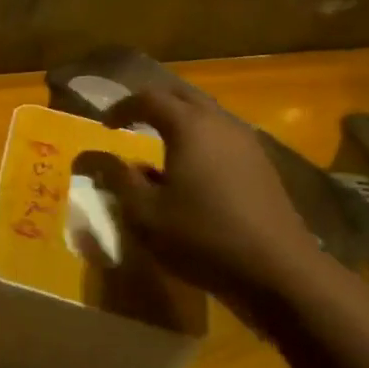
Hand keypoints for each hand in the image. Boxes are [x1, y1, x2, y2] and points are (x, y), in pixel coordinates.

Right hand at [104, 86, 329, 317]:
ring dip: (179, 119)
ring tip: (158, 141)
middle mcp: (220, 122)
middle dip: (153, 103)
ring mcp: (247, 142)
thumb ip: (117, 178)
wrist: (279, 272)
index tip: (104, 125)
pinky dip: (200, 137)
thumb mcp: (146, 213)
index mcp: (189, 126)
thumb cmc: (203, 237)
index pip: (148, 98)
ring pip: (206, 113)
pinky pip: (223, 135)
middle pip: (182, 95)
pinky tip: (191, 167)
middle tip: (131, 120)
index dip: (122, 107)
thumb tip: (89, 156)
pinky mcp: (262, 165)